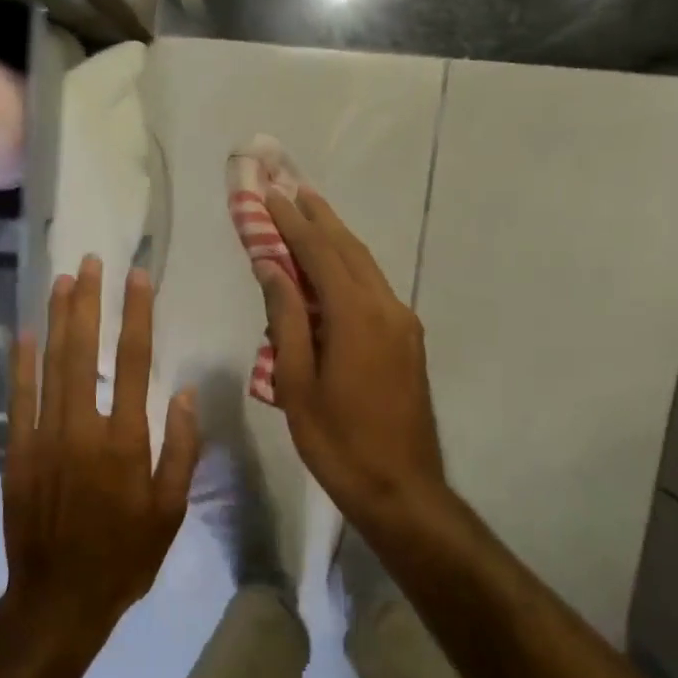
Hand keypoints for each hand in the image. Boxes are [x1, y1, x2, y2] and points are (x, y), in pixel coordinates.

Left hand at [1, 256, 200, 640]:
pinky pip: (18, 398)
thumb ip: (179, 450)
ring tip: (63, 281)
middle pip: (86, 351)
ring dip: (57, 320)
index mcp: (126, 441)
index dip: (136, 315)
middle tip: (91, 262)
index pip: (135, 362)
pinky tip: (24, 333)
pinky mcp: (17, 451)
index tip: (137, 277)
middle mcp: (83, 428)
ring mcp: (44, 437)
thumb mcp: (170, 512)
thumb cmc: (124, 557)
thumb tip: (183, 395)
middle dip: (89, 302)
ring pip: (51, 365)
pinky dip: (20, 363)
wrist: (59, 598)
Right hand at [258, 189, 446, 528]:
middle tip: (290, 188)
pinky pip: (373, 288)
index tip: (269, 195)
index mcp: (356, 317)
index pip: (320, 254)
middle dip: (318, 217)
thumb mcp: (297, 384)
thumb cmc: (338, 442)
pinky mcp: (407, 340)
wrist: (402, 489)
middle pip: (349, 249)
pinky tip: (331, 266)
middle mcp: (386, 308)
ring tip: (309, 213)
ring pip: (365, 266)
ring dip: (336, 238)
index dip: (292, 223)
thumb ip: (285, 320)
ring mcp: (403, 323)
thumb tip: (273, 267)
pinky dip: (348, 267)